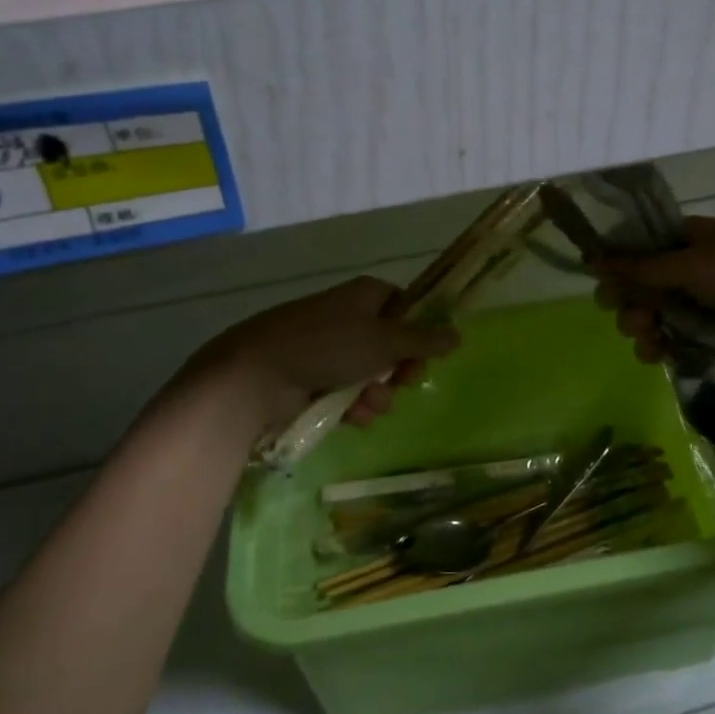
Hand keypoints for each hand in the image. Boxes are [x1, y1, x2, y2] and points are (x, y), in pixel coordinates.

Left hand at [167, 276, 458, 437]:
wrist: (256, 375)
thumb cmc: (327, 345)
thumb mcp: (384, 341)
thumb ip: (424, 341)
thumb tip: (458, 334)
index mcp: (364, 296)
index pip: (404, 305)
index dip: (419, 330)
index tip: (428, 353)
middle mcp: (347, 318)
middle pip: (390, 344)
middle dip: (399, 370)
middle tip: (403, 383)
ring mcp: (328, 350)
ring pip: (371, 374)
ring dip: (377, 394)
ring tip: (368, 405)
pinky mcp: (312, 379)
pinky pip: (347, 392)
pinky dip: (353, 406)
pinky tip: (351, 417)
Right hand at [594, 216, 714, 365]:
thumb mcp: (694, 263)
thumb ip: (641, 267)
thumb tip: (592, 260)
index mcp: (687, 239)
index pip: (637, 248)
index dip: (616, 265)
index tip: (602, 283)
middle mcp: (689, 269)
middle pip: (639, 286)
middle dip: (627, 302)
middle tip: (630, 315)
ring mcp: (700, 304)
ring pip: (652, 316)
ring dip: (640, 328)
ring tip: (647, 339)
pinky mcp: (710, 337)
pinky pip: (672, 341)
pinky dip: (660, 347)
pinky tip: (658, 354)